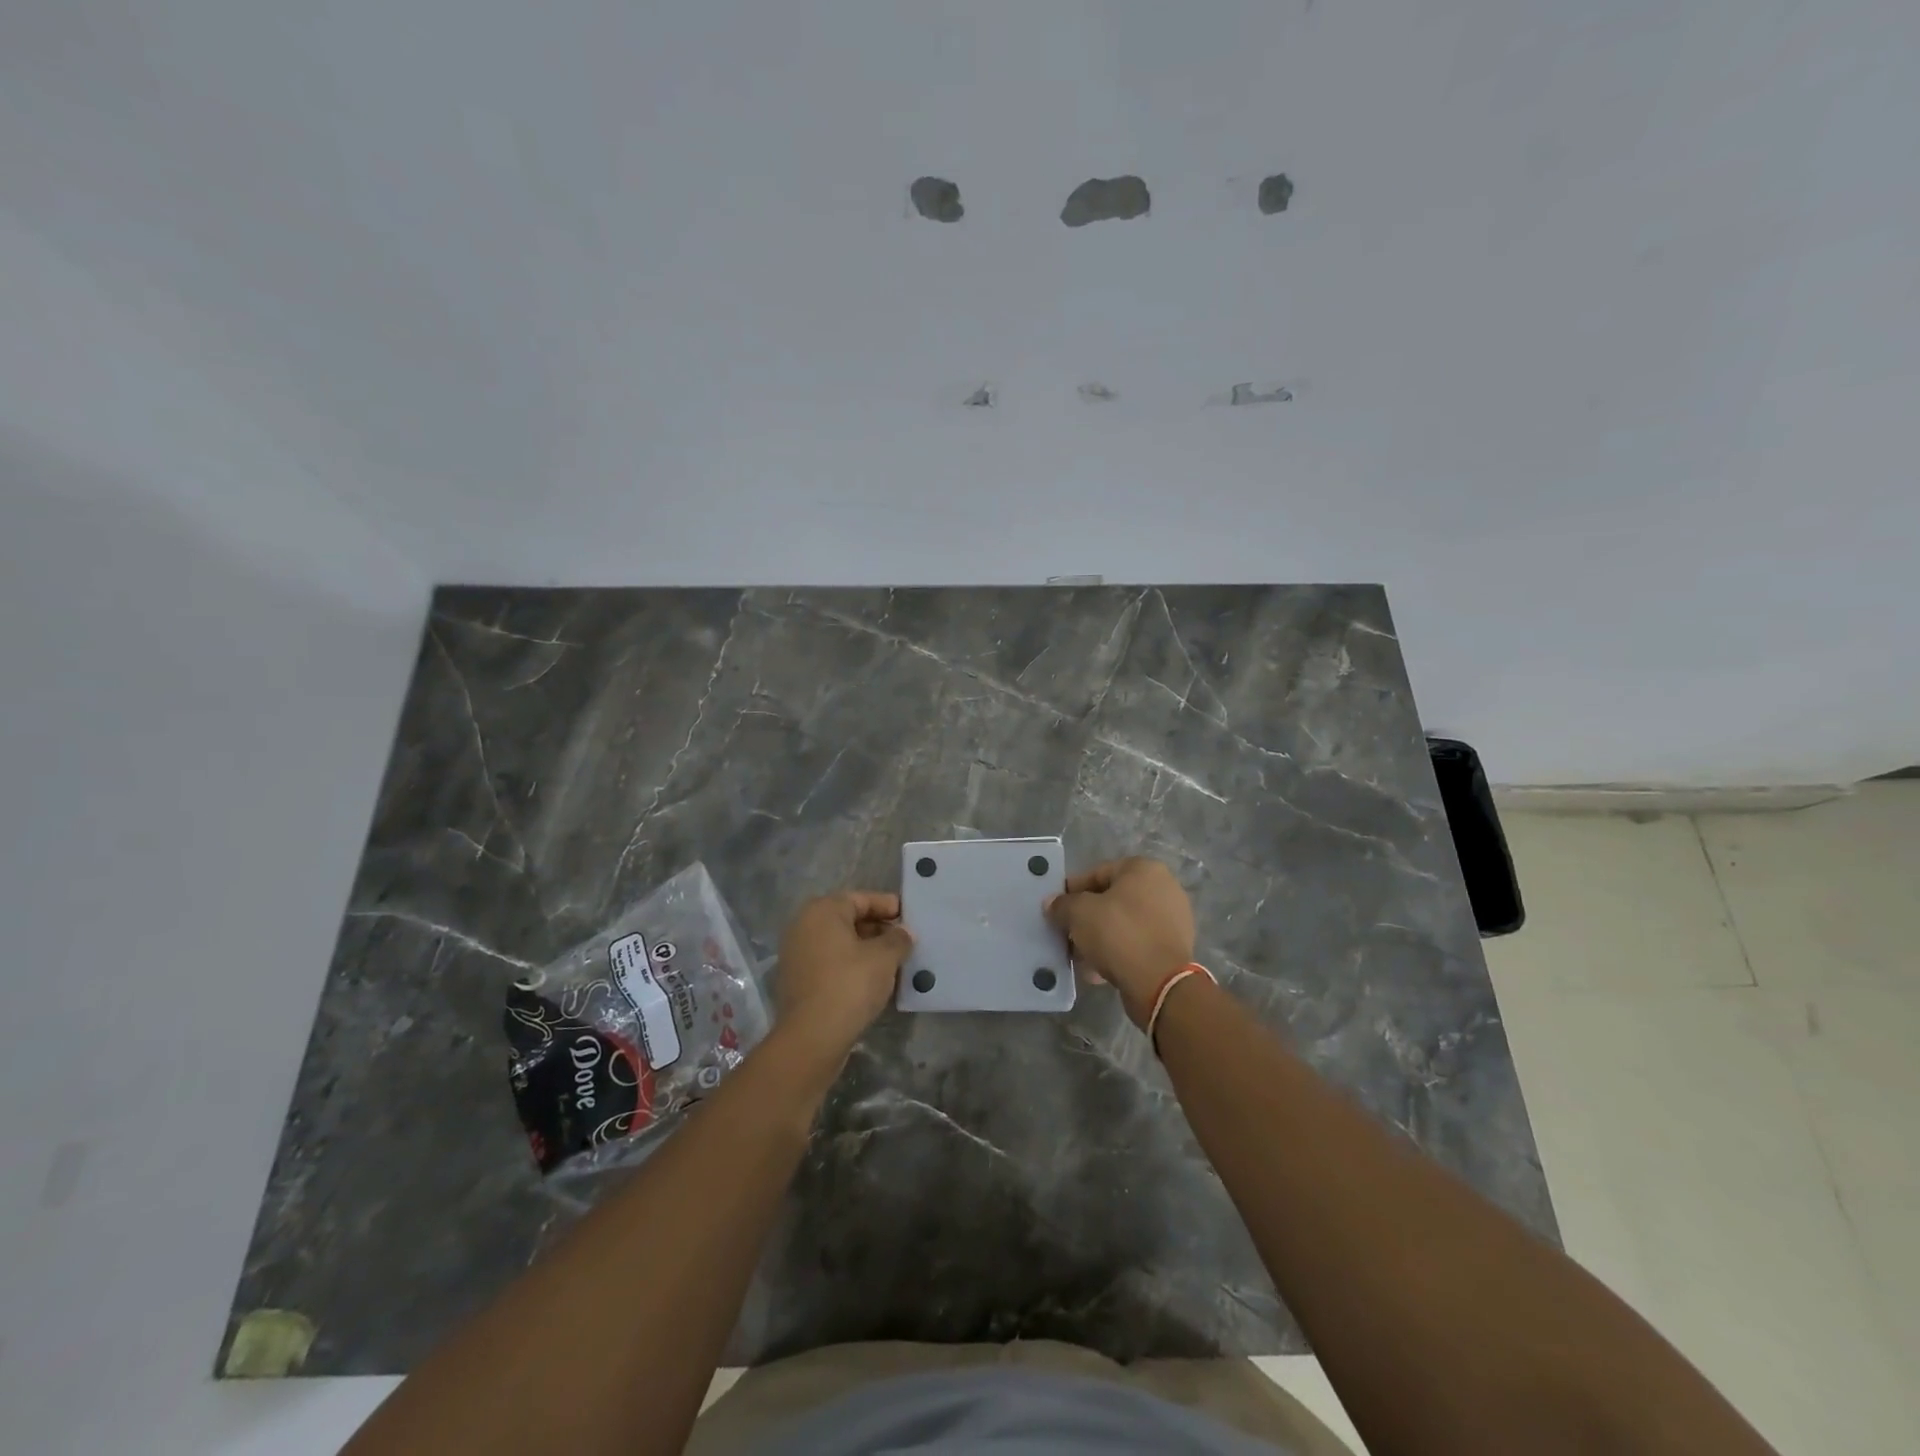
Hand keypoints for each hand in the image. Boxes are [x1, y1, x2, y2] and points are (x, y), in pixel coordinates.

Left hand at [773, 891, 912, 1058]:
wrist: (812, 1038)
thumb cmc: (850, 985)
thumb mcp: (884, 958)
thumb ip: (898, 939)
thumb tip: (905, 933)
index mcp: (822, 911)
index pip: (861, 899)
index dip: (888, 906)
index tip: (910, 917)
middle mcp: (804, 926)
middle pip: (848, 919)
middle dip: (878, 929)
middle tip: (905, 941)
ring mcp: (797, 954)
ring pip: (840, 943)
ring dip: (866, 949)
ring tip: (894, 962)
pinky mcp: (798, 980)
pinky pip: (831, 963)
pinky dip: (851, 966)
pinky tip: (873, 980)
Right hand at [1046, 858, 1194, 1026]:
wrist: (1160, 983)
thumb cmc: (1119, 934)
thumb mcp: (1079, 913)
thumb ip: (1062, 904)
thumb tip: (1051, 903)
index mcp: (1143, 869)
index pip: (1097, 873)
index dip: (1072, 890)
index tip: (1056, 908)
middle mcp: (1163, 887)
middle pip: (1112, 899)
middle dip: (1086, 917)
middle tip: (1066, 934)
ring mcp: (1172, 919)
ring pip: (1124, 924)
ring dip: (1100, 938)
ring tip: (1080, 957)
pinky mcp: (1174, 947)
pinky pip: (1137, 943)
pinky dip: (1118, 952)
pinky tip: (1098, 970)